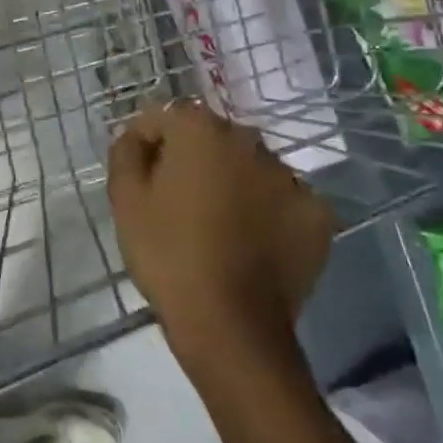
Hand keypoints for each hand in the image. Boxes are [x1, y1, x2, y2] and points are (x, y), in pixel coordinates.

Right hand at [107, 101, 335, 365]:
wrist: (230, 325)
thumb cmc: (168, 254)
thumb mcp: (125, 199)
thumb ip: (125, 152)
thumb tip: (136, 137)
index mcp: (201, 130)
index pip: (163, 118)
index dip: (144, 144)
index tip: (138, 178)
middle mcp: (250, 141)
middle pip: (210, 139)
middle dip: (191, 160)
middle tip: (174, 203)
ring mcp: (291, 177)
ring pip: (249, 167)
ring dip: (231, 182)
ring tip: (215, 225)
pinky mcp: (317, 214)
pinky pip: (282, 200)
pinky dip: (266, 212)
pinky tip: (251, 242)